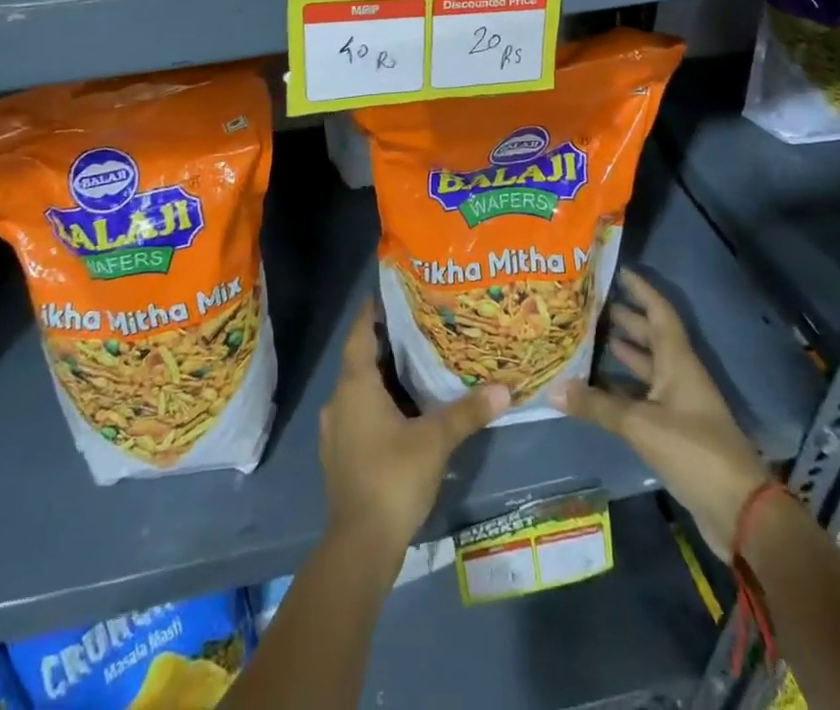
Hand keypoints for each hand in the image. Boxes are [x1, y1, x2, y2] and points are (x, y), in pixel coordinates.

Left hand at [319, 299, 509, 551]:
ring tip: (417, 366)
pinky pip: (359, 413)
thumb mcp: (435, 441)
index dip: (372, 311)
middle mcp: (339, 399)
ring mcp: (335, 429)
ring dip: (383, 377)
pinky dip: (379, 404)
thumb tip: (503, 389)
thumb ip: (467, 412)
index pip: (359, 332)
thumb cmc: (393, 478)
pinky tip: (404, 412)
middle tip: (419, 329)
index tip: (391, 294)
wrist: (360, 545)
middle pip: (360, 359)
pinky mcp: (340, 454)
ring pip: (360, 389)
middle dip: (387, 344)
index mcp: (355, 385)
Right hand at [550, 266, 769, 559]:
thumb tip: (553, 388)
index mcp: (678, 362)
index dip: (640, 289)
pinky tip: (596, 387)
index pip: (659, 312)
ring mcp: (679, 405)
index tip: (616, 270)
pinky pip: (643, 396)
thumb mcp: (641, 425)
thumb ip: (597, 406)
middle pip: (651, 337)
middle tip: (588, 302)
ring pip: (646, 367)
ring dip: (621, 352)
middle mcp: (679, 376)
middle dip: (624, 318)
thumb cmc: (695, 452)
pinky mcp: (675, 432)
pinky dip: (621, 388)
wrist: (741, 514)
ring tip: (587, 336)